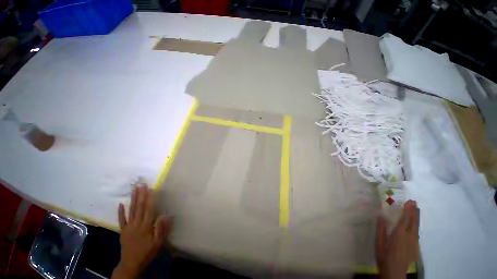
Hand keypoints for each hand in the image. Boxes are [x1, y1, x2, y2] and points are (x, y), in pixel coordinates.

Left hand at [111, 184, 169, 278]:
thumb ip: (161, 229)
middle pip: (139, 207)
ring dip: (133, 199)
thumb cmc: (147, 252)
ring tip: (134, 189)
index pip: (149, 209)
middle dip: (141, 195)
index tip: (151, 188)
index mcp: (146, 226)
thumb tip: (164, 215)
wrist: (131, 264)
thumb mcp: (158, 243)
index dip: (150, 198)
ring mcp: (128, 227)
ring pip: (131, 210)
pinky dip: (120, 212)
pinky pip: (121, 220)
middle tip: (141, 184)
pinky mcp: (123, 231)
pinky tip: (120, 204)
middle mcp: (136, 224)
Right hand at [376, 200, 419, 278]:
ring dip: (416, 217)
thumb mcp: (380, 245)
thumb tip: (380, 216)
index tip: (409, 202)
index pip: (405, 220)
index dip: (408, 210)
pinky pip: (416, 232)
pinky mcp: (416, 247)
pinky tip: (415, 224)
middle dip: (414, 212)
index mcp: (399, 235)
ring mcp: (414, 242)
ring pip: (417, 227)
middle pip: (413, 222)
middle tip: (414, 202)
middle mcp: (409, 237)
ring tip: (417, 209)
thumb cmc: (385, 258)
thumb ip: (381, 230)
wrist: (397, 275)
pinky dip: (416, 224)